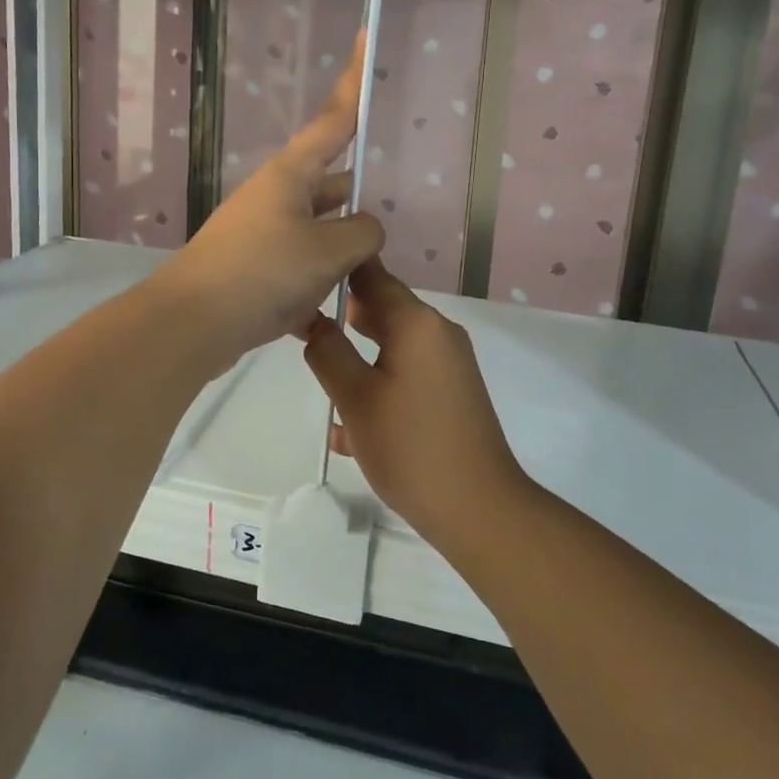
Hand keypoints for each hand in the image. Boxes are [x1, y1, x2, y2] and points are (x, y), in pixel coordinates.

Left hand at [151, 36, 384, 366]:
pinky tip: (337, 315)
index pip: (333, 119)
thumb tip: (365, 230)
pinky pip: (299, 267)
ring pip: (317, 230)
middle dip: (357, 198)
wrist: (191, 324)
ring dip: (342, 250)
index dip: (353, 82)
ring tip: (373, 273)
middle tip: (389, 213)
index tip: (365, 38)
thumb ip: (362, 234)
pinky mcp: (254, 269)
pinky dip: (318, 286)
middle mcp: (275, 196)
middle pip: (329, 183)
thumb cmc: (262, 272)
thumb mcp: (327, 251)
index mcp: (291, 174)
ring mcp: (262, 233)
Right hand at [302, 258, 529, 548]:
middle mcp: (438, 333)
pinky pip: (407, 373)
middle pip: (383, 308)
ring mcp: (449, 364)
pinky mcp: (452, 394)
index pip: (372, 275)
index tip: (302, 276)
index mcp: (416, 322)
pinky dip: (378, 383)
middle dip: (343, 316)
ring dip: (358, 354)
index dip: (337, 270)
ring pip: (393, 344)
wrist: (478, 508)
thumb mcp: (355, 398)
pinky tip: (348, 426)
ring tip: (319, 371)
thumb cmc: (409, 446)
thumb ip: (328, 352)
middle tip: (300, 327)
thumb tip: (313, 322)